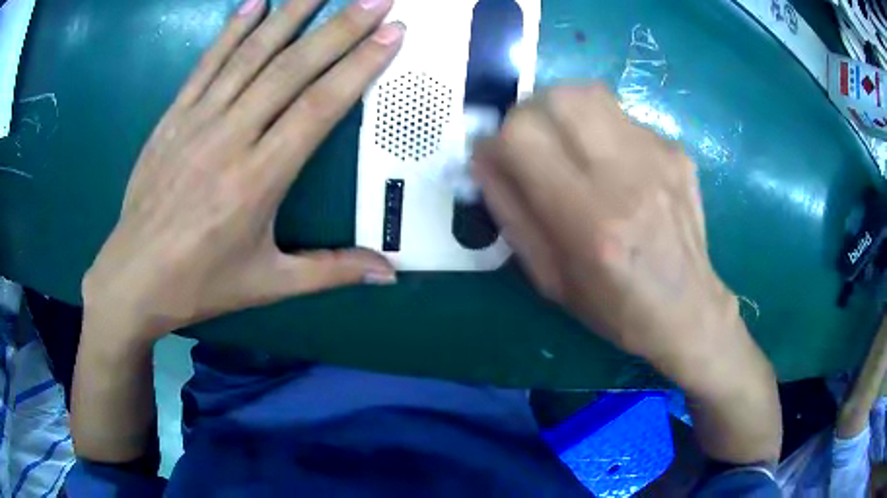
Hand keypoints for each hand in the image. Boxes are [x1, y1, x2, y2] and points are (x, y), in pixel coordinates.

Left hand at [82, 0, 403, 342]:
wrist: (133, 279)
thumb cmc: (201, 283)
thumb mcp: (269, 284)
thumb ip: (331, 271)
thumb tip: (388, 276)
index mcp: (258, 180)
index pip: (318, 107)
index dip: (359, 66)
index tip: (391, 33)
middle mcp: (230, 138)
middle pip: (291, 69)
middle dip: (339, 28)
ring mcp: (197, 122)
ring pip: (250, 55)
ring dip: (290, 14)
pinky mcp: (172, 118)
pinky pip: (206, 64)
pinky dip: (231, 30)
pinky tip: (254, 2)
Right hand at [474, 85, 758, 393]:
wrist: (686, 307)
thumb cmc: (613, 305)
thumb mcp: (549, 277)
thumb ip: (511, 213)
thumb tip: (483, 159)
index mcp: (589, 220)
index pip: (522, 137)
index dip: (496, 141)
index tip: (496, 159)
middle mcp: (626, 177)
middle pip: (557, 99)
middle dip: (528, 115)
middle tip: (530, 144)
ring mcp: (657, 156)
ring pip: (589, 93)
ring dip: (562, 110)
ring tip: (566, 142)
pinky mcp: (676, 150)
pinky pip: (621, 116)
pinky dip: (601, 129)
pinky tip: (615, 165)